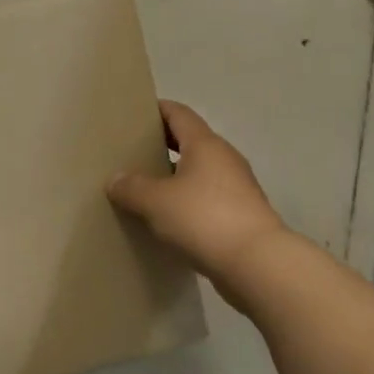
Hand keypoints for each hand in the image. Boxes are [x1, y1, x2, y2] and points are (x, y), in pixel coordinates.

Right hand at [107, 101, 294, 287]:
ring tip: (145, 188)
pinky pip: (208, 199)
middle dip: (162, 144)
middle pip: (189, 141)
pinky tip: (168, 219)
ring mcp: (237, 188)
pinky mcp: (242, 215)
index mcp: (205, 144)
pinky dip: (188, 202)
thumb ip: (132, 188)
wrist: (258, 265)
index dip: (157, 109)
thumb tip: (115, 180)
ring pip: (199, 172)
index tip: (134, 114)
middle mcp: (224, 158)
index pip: (178, 113)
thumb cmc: (204, 219)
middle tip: (132, 152)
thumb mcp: (156, 202)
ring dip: (175, 176)